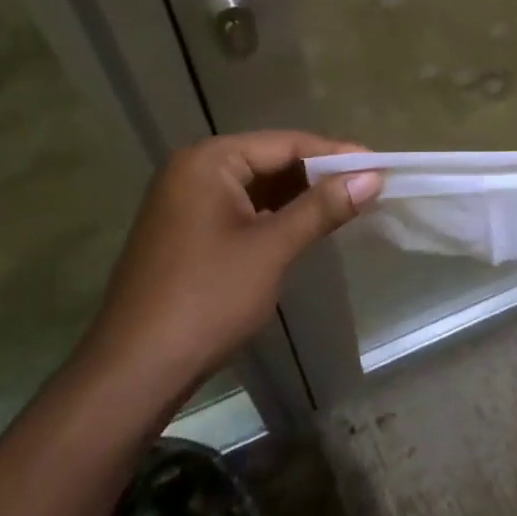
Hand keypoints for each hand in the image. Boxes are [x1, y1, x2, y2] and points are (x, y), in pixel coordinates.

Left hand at [78, 132, 382, 393]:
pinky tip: (307, 227)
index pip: (285, 143)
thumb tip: (373, 176)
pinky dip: (275, 217)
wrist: (135, 372)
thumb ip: (322, 207)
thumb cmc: (207, 299)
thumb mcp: (271, 249)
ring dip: (300, 198)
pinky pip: (242, 210)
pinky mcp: (187, 233)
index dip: (336, 154)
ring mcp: (186, 202)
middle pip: (270, 160)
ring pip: (258, 187)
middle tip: (370, 187)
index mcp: (208, 161)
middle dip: (319, 176)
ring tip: (349, 205)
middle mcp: (193, 170)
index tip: (380, 166)